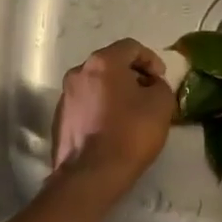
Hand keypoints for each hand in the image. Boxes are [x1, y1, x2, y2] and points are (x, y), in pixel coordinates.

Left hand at [52, 40, 174, 191]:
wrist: (91, 175)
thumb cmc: (130, 133)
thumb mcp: (161, 104)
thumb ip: (160, 85)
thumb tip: (151, 85)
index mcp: (102, 62)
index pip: (131, 47)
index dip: (151, 59)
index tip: (160, 79)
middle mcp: (78, 72)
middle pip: (110, 64)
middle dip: (132, 75)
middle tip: (148, 94)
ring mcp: (65, 96)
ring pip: (96, 85)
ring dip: (115, 92)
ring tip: (131, 113)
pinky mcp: (59, 119)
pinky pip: (86, 104)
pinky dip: (100, 108)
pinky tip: (112, 128)